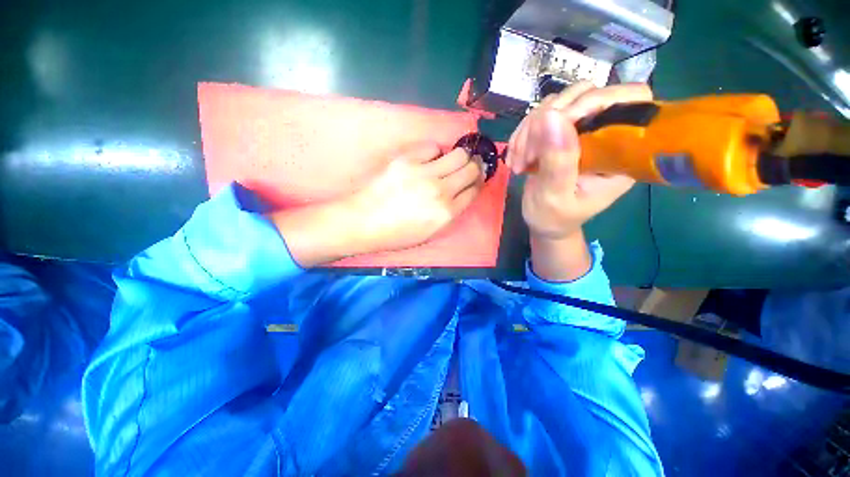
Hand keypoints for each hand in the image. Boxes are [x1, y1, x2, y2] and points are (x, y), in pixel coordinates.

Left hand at [348, 142, 483, 253]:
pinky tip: (430, 159)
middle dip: (476, 166)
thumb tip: (461, 195)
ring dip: (461, 156)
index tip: (478, 178)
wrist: (364, 222)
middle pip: (471, 169)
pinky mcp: (407, 160)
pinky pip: (432, 147)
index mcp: (446, 213)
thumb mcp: (430, 233)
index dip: (478, 182)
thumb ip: (450, 214)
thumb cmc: (397, 234)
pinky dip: (435, 152)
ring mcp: (423, 173)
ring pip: (458, 154)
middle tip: (473, 164)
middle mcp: (440, 191)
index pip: (474, 191)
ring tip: (454, 159)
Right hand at [507, 82, 650, 239]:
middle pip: (586, 94)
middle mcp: (606, 133)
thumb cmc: (554, 218)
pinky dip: (523, 132)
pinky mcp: (561, 132)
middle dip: (548, 120)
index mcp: (622, 151)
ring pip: (558, 102)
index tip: (557, 125)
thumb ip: (557, 162)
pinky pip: (541, 115)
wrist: (543, 222)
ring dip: (530, 129)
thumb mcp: (555, 197)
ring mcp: (582, 129)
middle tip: (526, 155)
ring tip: (518, 160)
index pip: (628, 100)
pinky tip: (515, 155)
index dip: (595, 101)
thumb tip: (550, 116)